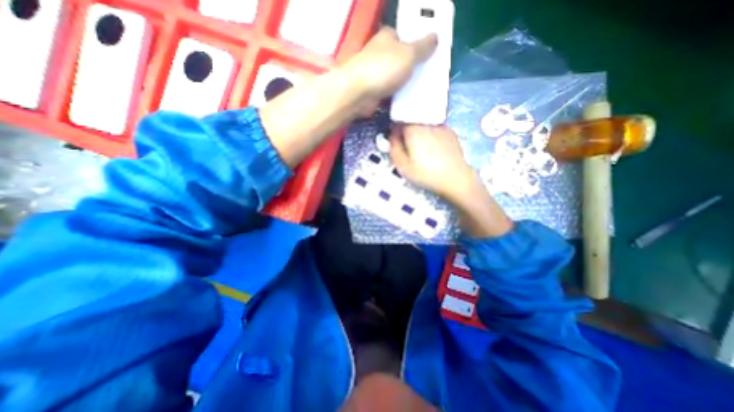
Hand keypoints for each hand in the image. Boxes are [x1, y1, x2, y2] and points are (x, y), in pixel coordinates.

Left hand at [343, 27, 434, 101]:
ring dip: (405, 84)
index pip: (403, 37)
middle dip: (411, 67)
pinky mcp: (372, 91)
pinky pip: (389, 93)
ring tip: (421, 90)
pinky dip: (397, 96)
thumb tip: (436, 37)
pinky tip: (408, 101)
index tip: (427, 56)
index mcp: (387, 37)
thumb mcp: (409, 54)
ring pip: (394, 77)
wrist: (359, 93)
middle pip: (399, 59)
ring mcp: (374, 74)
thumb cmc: (384, 68)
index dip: (415, 45)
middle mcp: (379, 53)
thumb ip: (423, 47)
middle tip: (427, 76)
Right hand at [390, 126, 475, 202]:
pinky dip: (431, 135)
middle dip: (407, 131)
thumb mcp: (403, 166)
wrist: (455, 178)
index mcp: (413, 130)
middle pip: (412, 120)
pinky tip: (434, 149)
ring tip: (422, 149)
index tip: (396, 140)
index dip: (395, 129)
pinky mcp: (451, 132)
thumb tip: (392, 135)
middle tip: (408, 148)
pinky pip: (435, 129)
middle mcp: (427, 123)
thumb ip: (394, 148)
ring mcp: (441, 126)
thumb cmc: (426, 174)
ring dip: (420, 133)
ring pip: (424, 124)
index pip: (399, 119)